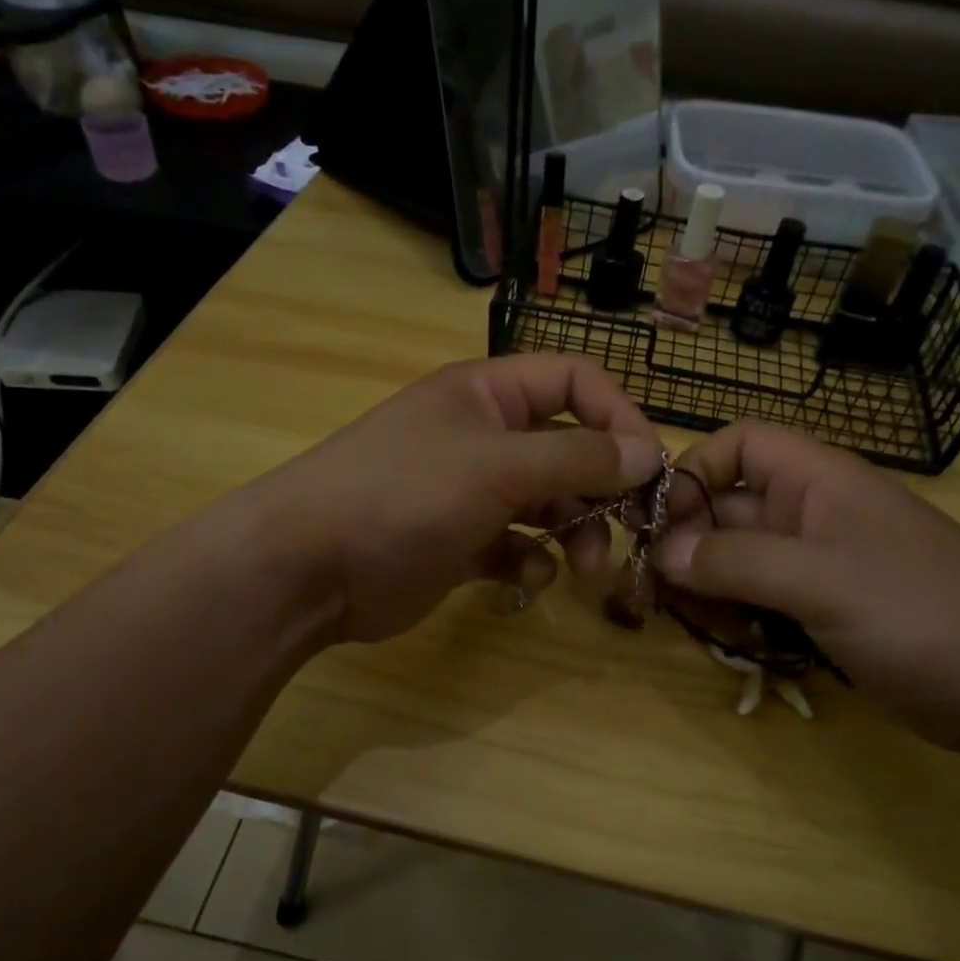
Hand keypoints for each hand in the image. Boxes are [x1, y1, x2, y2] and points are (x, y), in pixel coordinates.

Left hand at [259, 356, 662, 644]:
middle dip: (602, 489)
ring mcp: (470, 491)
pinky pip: (516, 544)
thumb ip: (578, 458)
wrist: (310, 567)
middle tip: (629, 530)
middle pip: (568, 448)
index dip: (618, 416)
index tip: (650, 467)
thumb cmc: (405, 494)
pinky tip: (527, 578)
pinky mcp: (460, 542)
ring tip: (584, 569)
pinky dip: (530, 560)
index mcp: (488, 395)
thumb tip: (649, 454)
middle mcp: (484, 436)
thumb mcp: (497, 466)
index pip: (574, 382)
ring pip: (547, 502)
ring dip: (575, 532)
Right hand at [660, 423, 959, 763]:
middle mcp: (810, 514)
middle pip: (725, 510)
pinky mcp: (820, 612)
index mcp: (817, 481)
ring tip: (712, 627)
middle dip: (690, 548)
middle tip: (663, 595)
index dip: (695, 472)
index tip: (661, 524)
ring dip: (710, 592)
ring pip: (735, 562)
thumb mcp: (824, 582)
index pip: (740, 445)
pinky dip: (739, 620)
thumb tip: (662, 552)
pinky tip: (744, 647)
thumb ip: (737, 562)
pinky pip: (758, 602)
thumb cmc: (925, 616)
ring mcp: (815, 566)